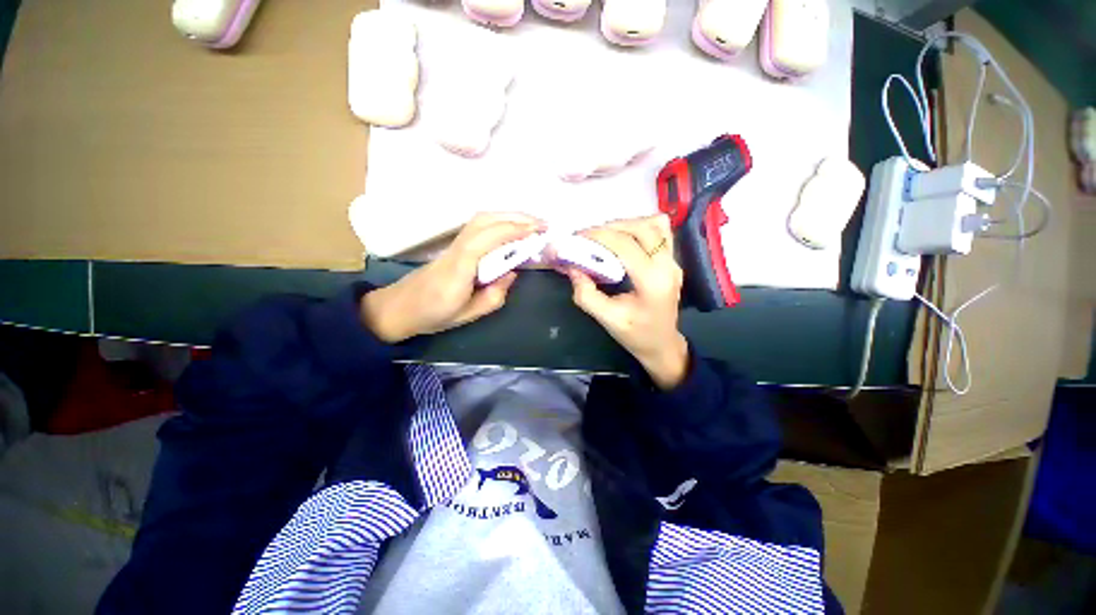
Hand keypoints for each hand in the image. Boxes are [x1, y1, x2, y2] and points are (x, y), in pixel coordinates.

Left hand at [361, 212, 543, 341]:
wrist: (400, 307)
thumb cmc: (434, 314)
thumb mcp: (469, 314)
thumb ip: (495, 295)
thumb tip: (511, 273)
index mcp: (460, 267)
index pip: (488, 238)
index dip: (513, 230)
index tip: (537, 230)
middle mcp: (458, 248)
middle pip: (485, 220)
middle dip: (516, 217)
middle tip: (542, 224)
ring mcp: (455, 244)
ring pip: (482, 219)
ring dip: (509, 215)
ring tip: (531, 223)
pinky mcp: (456, 245)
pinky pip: (480, 226)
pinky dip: (499, 221)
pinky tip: (511, 229)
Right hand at [566, 214, 688, 389]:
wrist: (662, 344)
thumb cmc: (635, 335)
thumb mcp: (607, 319)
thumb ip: (586, 294)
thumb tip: (572, 267)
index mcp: (652, 282)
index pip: (625, 245)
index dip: (599, 236)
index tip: (578, 237)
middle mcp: (668, 265)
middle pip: (641, 228)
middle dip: (611, 227)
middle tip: (589, 237)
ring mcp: (674, 261)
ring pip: (654, 224)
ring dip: (627, 224)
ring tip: (606, 236)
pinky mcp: (673, 260)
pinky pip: (660, 231)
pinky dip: (640, 228)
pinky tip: (625, 239)